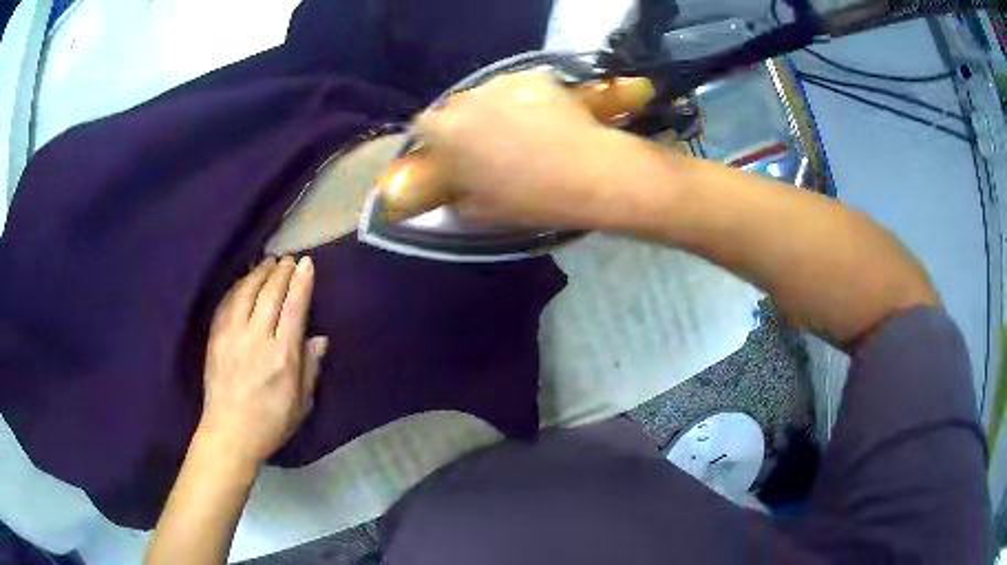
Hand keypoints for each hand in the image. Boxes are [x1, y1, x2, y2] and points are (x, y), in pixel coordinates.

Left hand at [197, 256, 328, 469]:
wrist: (229, 433)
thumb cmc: (271, 423)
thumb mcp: (301, 403)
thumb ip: (310, 368)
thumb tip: (319, 338)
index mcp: (282, 356)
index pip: (294, 307)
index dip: (301, 281)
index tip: (306, 263)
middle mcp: (257, 339)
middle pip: (270, 293)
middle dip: (281, 271)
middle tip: (289, 259)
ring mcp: (232, 336)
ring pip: (246, 292)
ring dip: (259, 273)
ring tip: (268, 263)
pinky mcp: (215, 338)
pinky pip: (227, 303)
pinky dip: (237, 286)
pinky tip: (244, 281)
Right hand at [414, 71, 629, 228]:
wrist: (587, 173)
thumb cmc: (528, 197)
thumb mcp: (479, 210)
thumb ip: (455, 194)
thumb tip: (453, 187)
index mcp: (446, 131)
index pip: (423, 126)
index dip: (435, 140)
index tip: (449, 153)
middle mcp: (466, 98)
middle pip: (457, 107)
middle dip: (466, 122)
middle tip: (488, 143)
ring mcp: (502, 82)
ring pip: (489, 94)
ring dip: (495, 108)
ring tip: (522, 129)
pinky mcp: (535, 76)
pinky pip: (520, 88)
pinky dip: (526, 100)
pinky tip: (546, 118)